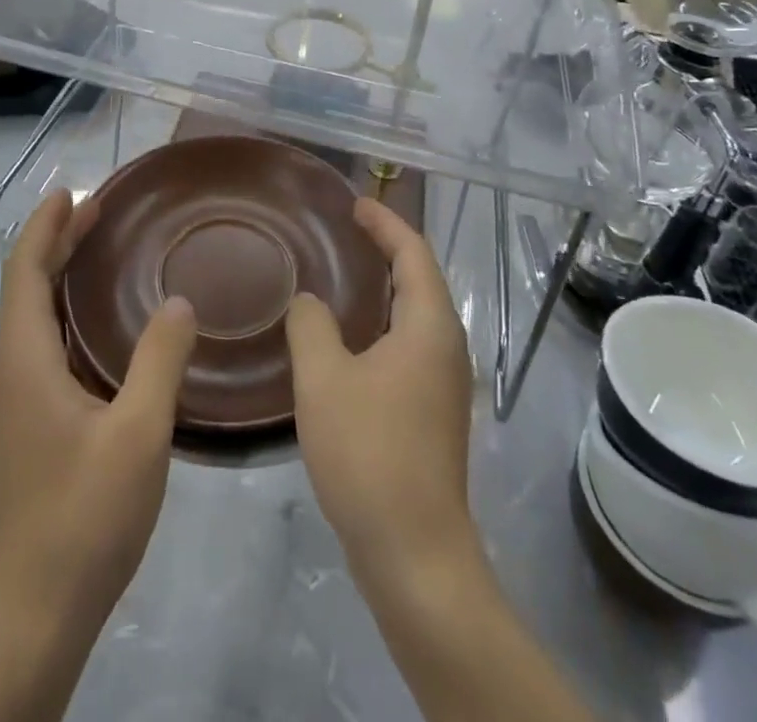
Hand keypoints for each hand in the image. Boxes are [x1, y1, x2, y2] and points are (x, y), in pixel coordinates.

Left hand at [0, 188, 198, 639]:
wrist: (36, 612)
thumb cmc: (85, 516)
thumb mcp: (139, 433)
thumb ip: (160, 359)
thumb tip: (179, 302)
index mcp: (25, 361)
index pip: (24, 271)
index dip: (45, 226)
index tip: (72, 191)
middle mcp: (9, 372)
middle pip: (25, 288)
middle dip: (55, 242)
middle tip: (96, 209)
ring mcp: (13, 402)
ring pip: (31, 318)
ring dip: (59, 276)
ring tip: (98, 251)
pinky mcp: (24, 427)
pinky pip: (40, 346)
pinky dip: (64, 314)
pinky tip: (98, 327)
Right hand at [286, 198, 475, 580]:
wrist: (415, 553)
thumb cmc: (370, 453)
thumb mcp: (324, 379)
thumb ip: (311, 325)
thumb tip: (309, 301)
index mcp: (429, 326)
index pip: (412, 253)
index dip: (385, 223)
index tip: (354, 203)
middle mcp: (447, 346)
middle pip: (420, 278)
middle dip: (387, 248)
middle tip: (346, 229)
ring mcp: (444, 382)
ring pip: (416, 313)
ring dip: (385, 285)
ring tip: (345, 271)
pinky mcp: (433, 410)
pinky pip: (410, 342)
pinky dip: (384, 320)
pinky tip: (350, 336)